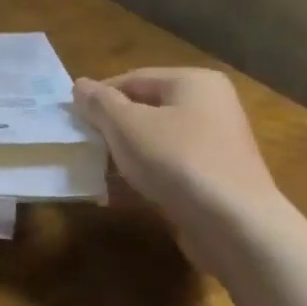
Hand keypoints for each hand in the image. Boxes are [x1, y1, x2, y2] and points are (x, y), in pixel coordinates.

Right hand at [73, 68, 288, 276]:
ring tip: (92, 170)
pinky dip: (142, 177)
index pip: (134, 78)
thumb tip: (80, 86)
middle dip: (110, 128)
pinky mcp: (212, 181)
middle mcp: (210, 107)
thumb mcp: (126, 125)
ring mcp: (214, 146)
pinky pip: (167, 170)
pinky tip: (114, 194)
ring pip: (154, 142)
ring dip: (122, 156)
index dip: (99, 97)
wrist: (234, 227)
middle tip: (80, 144)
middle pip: (145, 110)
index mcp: (194, 83)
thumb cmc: (177, 160)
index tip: (71, 118)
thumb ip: (99, 103)